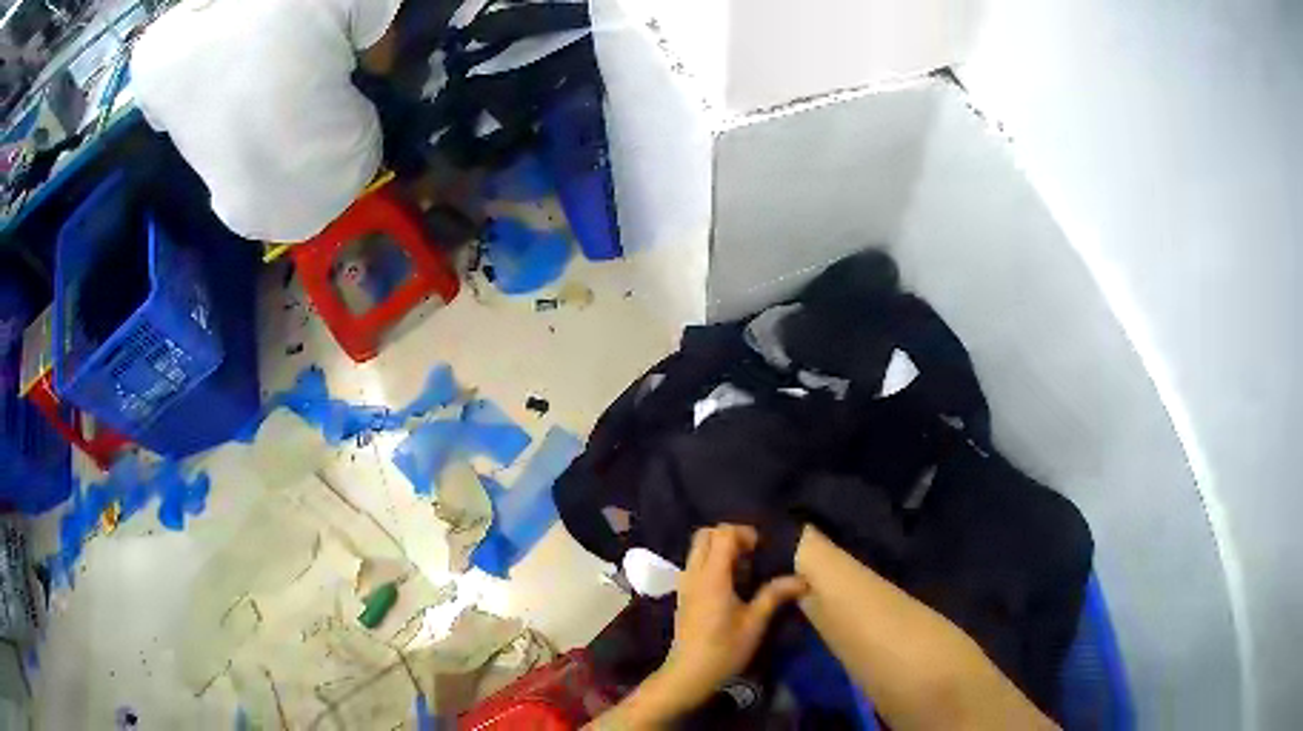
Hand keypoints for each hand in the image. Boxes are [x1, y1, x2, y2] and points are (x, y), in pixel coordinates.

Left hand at [660, 524, 807, 707]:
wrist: (688, 673)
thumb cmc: (723, 649)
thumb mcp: (754, 623)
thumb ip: (774, 595)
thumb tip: (802, 579)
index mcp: (712, 577)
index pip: (722, 534)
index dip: (744, 534)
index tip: (762, 549)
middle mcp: (694, 574)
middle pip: (705, 535)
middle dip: (729, 536)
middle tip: (752, 554)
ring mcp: (685, 584)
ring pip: (698, 549)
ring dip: (719, 549)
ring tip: (744, 570)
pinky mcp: (683, 595)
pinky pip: (695, 564)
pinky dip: (712, 562)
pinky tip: (731, 585)